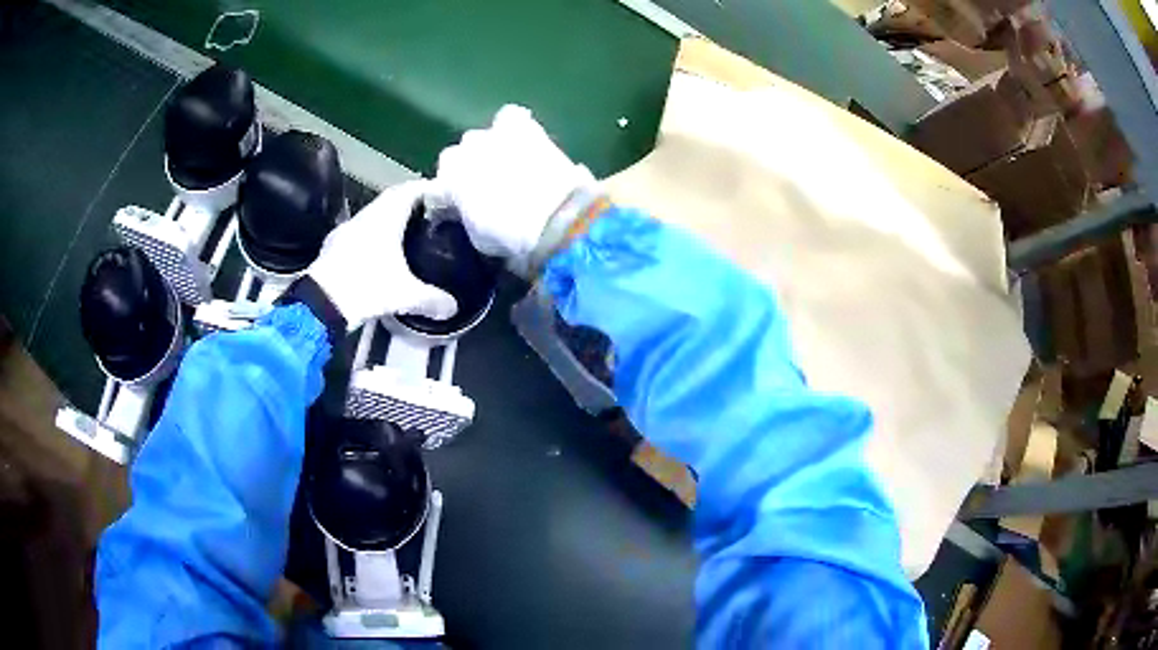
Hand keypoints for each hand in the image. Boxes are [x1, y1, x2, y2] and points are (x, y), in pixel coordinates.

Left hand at [307, 180, 456, 329]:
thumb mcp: (405, 295)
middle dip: (413, 205)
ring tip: (409, 234)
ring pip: (374, 216)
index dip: (430, 189)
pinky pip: (360, 233)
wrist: (320, 303)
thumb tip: (453, 308)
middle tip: (432, 216)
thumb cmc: (366, 287)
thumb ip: (432, 300)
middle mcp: (367, 215)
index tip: (446, 195)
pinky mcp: (334, 246)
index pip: (411, 189)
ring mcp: (347, 229)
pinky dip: (374, 237)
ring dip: (391, 220)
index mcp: (386, 216)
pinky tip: (380, 254)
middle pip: (393, 199)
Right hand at [433, 105, 595, 263]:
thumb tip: (468, 210)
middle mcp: (460, 154)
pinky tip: (523, 141)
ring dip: (487, 151)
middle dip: (466, 173)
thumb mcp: (479, 238)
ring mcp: (489, 136)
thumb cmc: (513, 237)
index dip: (448, 203)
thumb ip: (467, 217)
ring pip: (478, 140)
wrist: (556, 214)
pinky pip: (509, 118)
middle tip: (486, 190)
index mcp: (446, 185)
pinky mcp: (520, 126)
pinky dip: (513, 128)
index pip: (435, 192)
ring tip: (506, 166)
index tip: (459, 213)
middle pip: (454, 160)